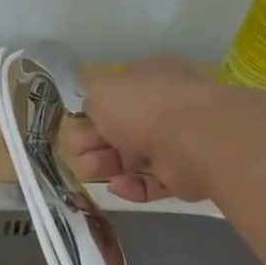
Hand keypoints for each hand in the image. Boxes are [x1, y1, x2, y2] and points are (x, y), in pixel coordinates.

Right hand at [66, 55, 217, 202]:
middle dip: (95, 143)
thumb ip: (92, 102)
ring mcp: (178, 140)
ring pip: (135, 157)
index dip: (92, 115)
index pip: (118, 97)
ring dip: (108, 165)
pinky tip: (116, 186)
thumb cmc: (142, 106)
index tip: (74, 131)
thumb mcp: (101, 93)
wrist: (191, 137)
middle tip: (76, 154)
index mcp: (150, 78)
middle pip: (122, 130)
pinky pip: (153, 182)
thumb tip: (94, 114)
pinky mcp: (185, 173)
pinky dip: (132, 186)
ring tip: (90, 172)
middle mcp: (166, 106)